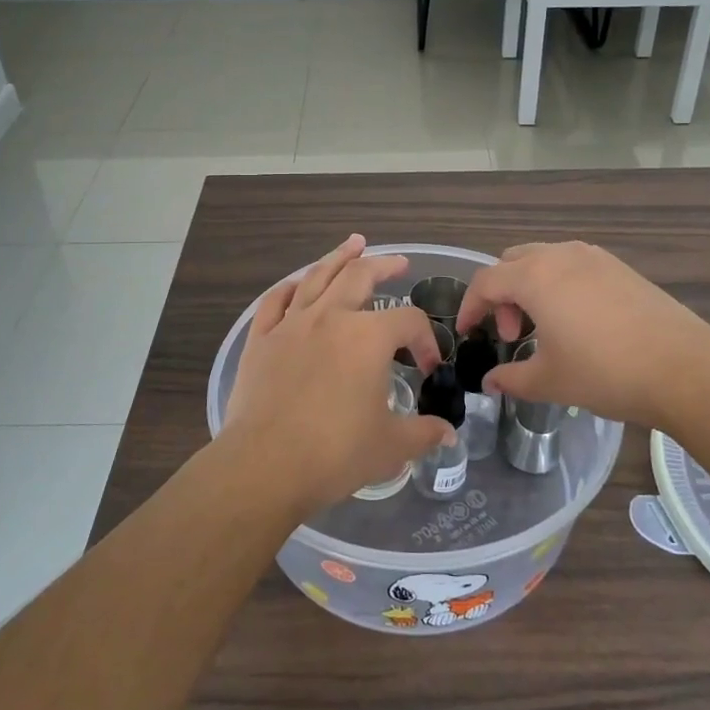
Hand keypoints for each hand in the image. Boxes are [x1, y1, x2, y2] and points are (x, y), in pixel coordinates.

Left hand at [220, 235, 454, 516]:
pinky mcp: (261, 340)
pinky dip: (290, 288)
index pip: (408, 322)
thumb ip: (423, 433)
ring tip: (353, 244)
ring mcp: (291, 325)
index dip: (425, 341)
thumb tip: (448, 435)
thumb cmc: (335, 453)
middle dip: (384, 266)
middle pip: (360, 277)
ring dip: (338, 258)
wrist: (265, 464)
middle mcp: (330, 318)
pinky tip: (297, 284)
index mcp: (368, 337)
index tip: (427, 368)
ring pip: (317, 277)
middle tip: (399, 262)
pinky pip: (275, 302)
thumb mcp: (390, 446)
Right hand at [456, 241, 709, 427]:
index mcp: (535, 277)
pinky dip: (559, 285)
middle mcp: (560, 256)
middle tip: (511, 334)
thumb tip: (491, 383)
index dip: (469, 307)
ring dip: (530, 287)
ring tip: (543, 328)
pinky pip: (573, 265)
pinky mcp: (620, 268)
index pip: (485, 282)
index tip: (466, 332)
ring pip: (544, 260)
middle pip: (512, 263)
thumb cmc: (605, 372)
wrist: (684, 369)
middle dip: (501, 295)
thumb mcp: (550, 381)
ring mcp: (594, 258)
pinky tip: (577, 321)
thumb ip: (512, 379)